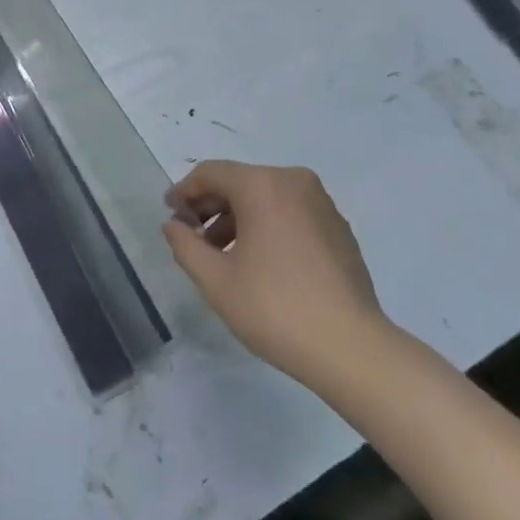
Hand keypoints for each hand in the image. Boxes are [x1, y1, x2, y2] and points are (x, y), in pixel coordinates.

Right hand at [163, 161, 390, 383]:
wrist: (350, 347)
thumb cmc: (274, 308)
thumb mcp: (216, 280)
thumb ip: (186, 245)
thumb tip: (173, 225)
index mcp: (262, 185)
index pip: (211, 173)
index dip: (184, 191)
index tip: (170, 215)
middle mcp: (293, 181)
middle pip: (240, 181)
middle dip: (211, 206)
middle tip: (192, 237)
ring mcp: (321, 203)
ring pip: (266, 197)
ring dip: (238, 218)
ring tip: (222, 255)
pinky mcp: (338, 226)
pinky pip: (290, 212)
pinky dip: (267, 225)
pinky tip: (259, 261)